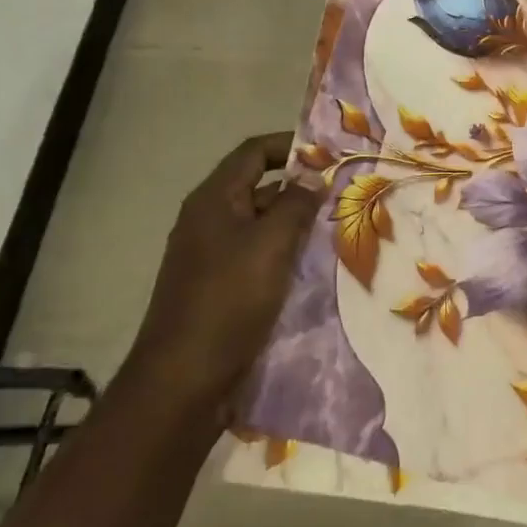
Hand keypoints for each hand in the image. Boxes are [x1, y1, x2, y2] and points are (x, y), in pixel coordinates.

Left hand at [128, 132, 321, 418]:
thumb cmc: (228, 301)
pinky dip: (283, 254)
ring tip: (337, 230)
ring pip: (260, 226)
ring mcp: (210, 256)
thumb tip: (313, 178)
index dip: (291, 146)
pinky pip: (256, 257)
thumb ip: (296, 205)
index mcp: (213, 200)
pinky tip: (311, 268)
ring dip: (295, 224)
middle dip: (299, 188)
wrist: (183, 381)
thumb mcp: (271, 245)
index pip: (253, 152)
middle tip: (343, 195)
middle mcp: (208, 220)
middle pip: (258, 187)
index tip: (330, 154)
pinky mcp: (217, 288)